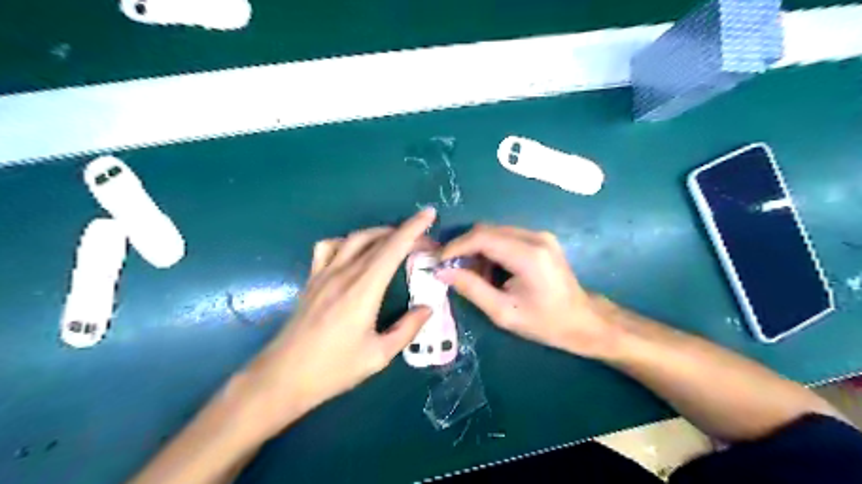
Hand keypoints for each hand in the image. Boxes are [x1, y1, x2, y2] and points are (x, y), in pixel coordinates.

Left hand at [242, 209, 438, 434]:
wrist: (282, 378)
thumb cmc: (333, 369)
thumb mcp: (378, 356)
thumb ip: (406, 329)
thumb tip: (427, 308)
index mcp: (363, 291)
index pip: (392, 249)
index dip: (413, 228)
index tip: (429, 214)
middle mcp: (343, 274)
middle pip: (376, 239)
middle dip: (404, 232)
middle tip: (423, 239)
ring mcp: (324, 274)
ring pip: (354, 238)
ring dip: (378, 233)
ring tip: (395, 240)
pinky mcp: (312, 280)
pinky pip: (329, 247)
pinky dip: (347, 241)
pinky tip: (354, 252)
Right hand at [440, 224, 616, 357]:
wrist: (583, 320)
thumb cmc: (545, 322)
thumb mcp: (504, 313)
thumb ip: (472, 288)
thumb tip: (442, 272)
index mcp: (528, 255)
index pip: (482, 237)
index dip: (456, 246)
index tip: (438, 261)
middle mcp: (535, 237)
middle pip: (487, 230)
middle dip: (464, 247)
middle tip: (451, 268)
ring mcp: (540, 235)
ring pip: (495, 232)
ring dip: (477, 249)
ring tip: (471, 274)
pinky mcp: (541, 239)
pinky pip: (506, 236)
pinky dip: (491, 250)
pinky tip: (490, 270)